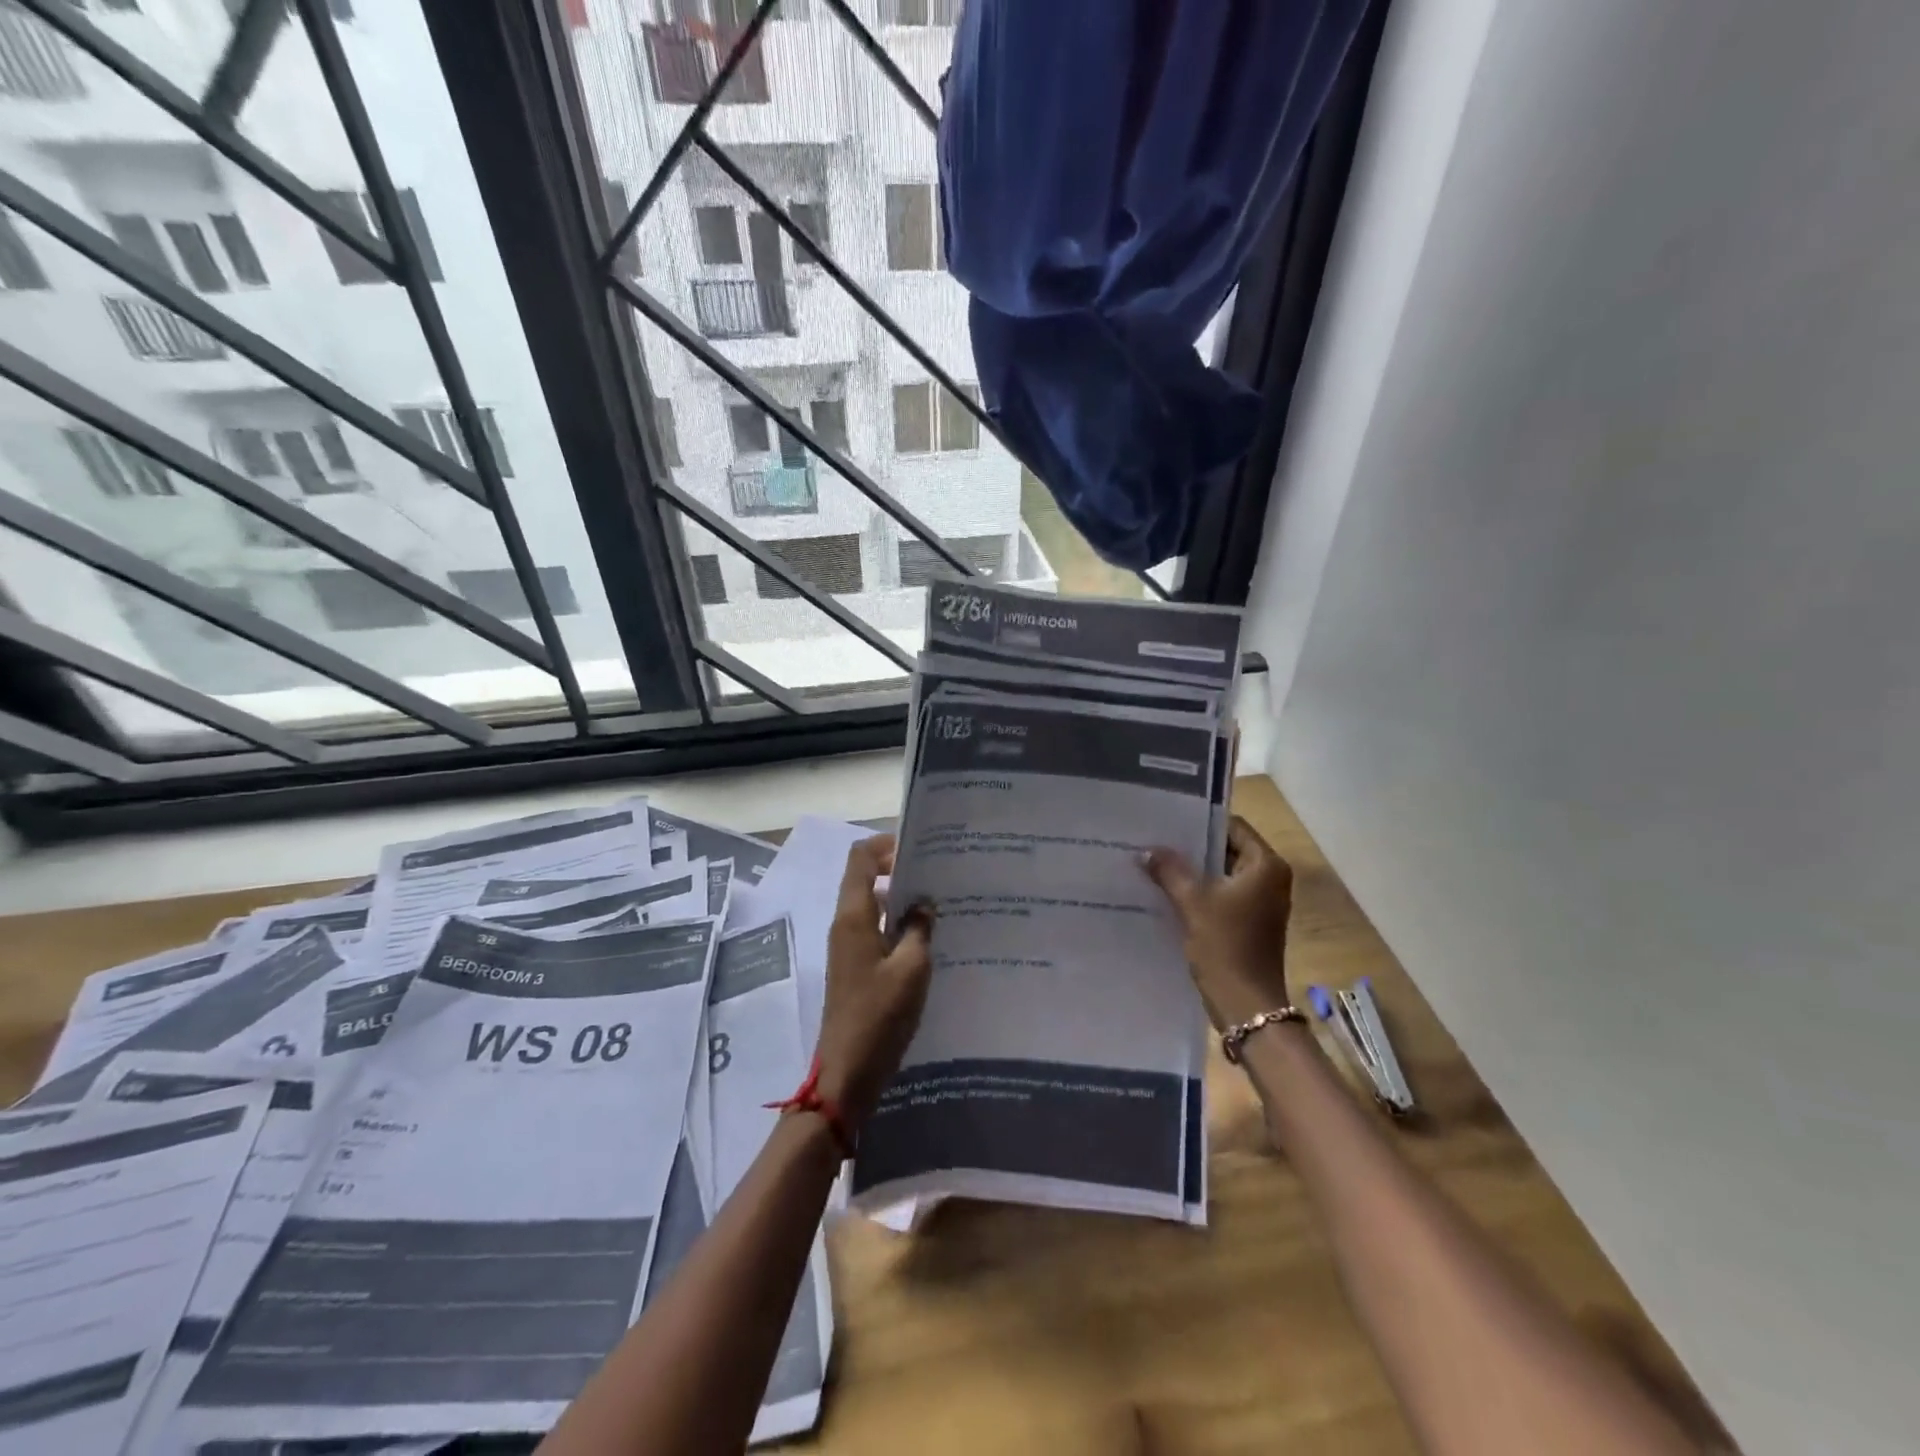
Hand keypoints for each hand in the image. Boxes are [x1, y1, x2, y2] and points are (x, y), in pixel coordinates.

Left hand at [814, 835, 934, 1130]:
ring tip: (941, 903)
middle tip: (939, 873)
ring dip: (901, 900)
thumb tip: (923, 902)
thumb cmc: (879, 1016)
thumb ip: (919, 928)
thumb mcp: (911, 969)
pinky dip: (898, 927)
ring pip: (873, 908)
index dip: (886, 844)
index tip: (920, 846)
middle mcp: (845, 925)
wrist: (846, 1074)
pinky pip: (876, 933)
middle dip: (899, 870)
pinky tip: (929, 939)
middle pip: (866, 879)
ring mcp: (848, 948)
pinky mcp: (856, 969)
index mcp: (853, 917)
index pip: (861, 859)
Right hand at [1144, 816, 1294, 1028]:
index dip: (1200, 822)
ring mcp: (1262, 901)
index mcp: (1266, 865)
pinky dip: (1200, 890)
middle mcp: (1270, 878)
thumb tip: (1147, 850)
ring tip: (1156, 862)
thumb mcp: (1192, 903)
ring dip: (1194, 870)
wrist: (1246, 1005)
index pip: (1232, 826)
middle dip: (1192, 847)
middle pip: (1227, 848)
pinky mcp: (1251, 920)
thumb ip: (1170, 870)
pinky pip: (1223, 893)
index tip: (1167, 820)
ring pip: (1222, 872)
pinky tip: (1169, 890)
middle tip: (1155, 839)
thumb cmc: (1225, 946)